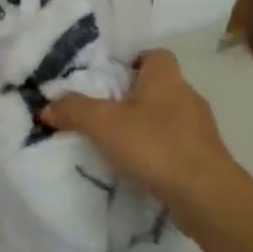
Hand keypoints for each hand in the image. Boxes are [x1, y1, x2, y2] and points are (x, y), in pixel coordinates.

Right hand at [42, 48, 244, 218]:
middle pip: (158, 86)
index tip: (109, 78)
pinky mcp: (205, 157)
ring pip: (167, 117)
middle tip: (104, 111)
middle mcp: (187, 95)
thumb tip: (45, 107)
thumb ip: (73, 110)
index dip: (132, 61)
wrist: (207, 196)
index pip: (154, 54)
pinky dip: (159, 151)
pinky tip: (140, 167)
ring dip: (146, 126)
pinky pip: (176, 144)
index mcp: (166, 77)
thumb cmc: (156, 145)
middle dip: (133, 96)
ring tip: (118, 142)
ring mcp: (200, 128)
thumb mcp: (104, 124)